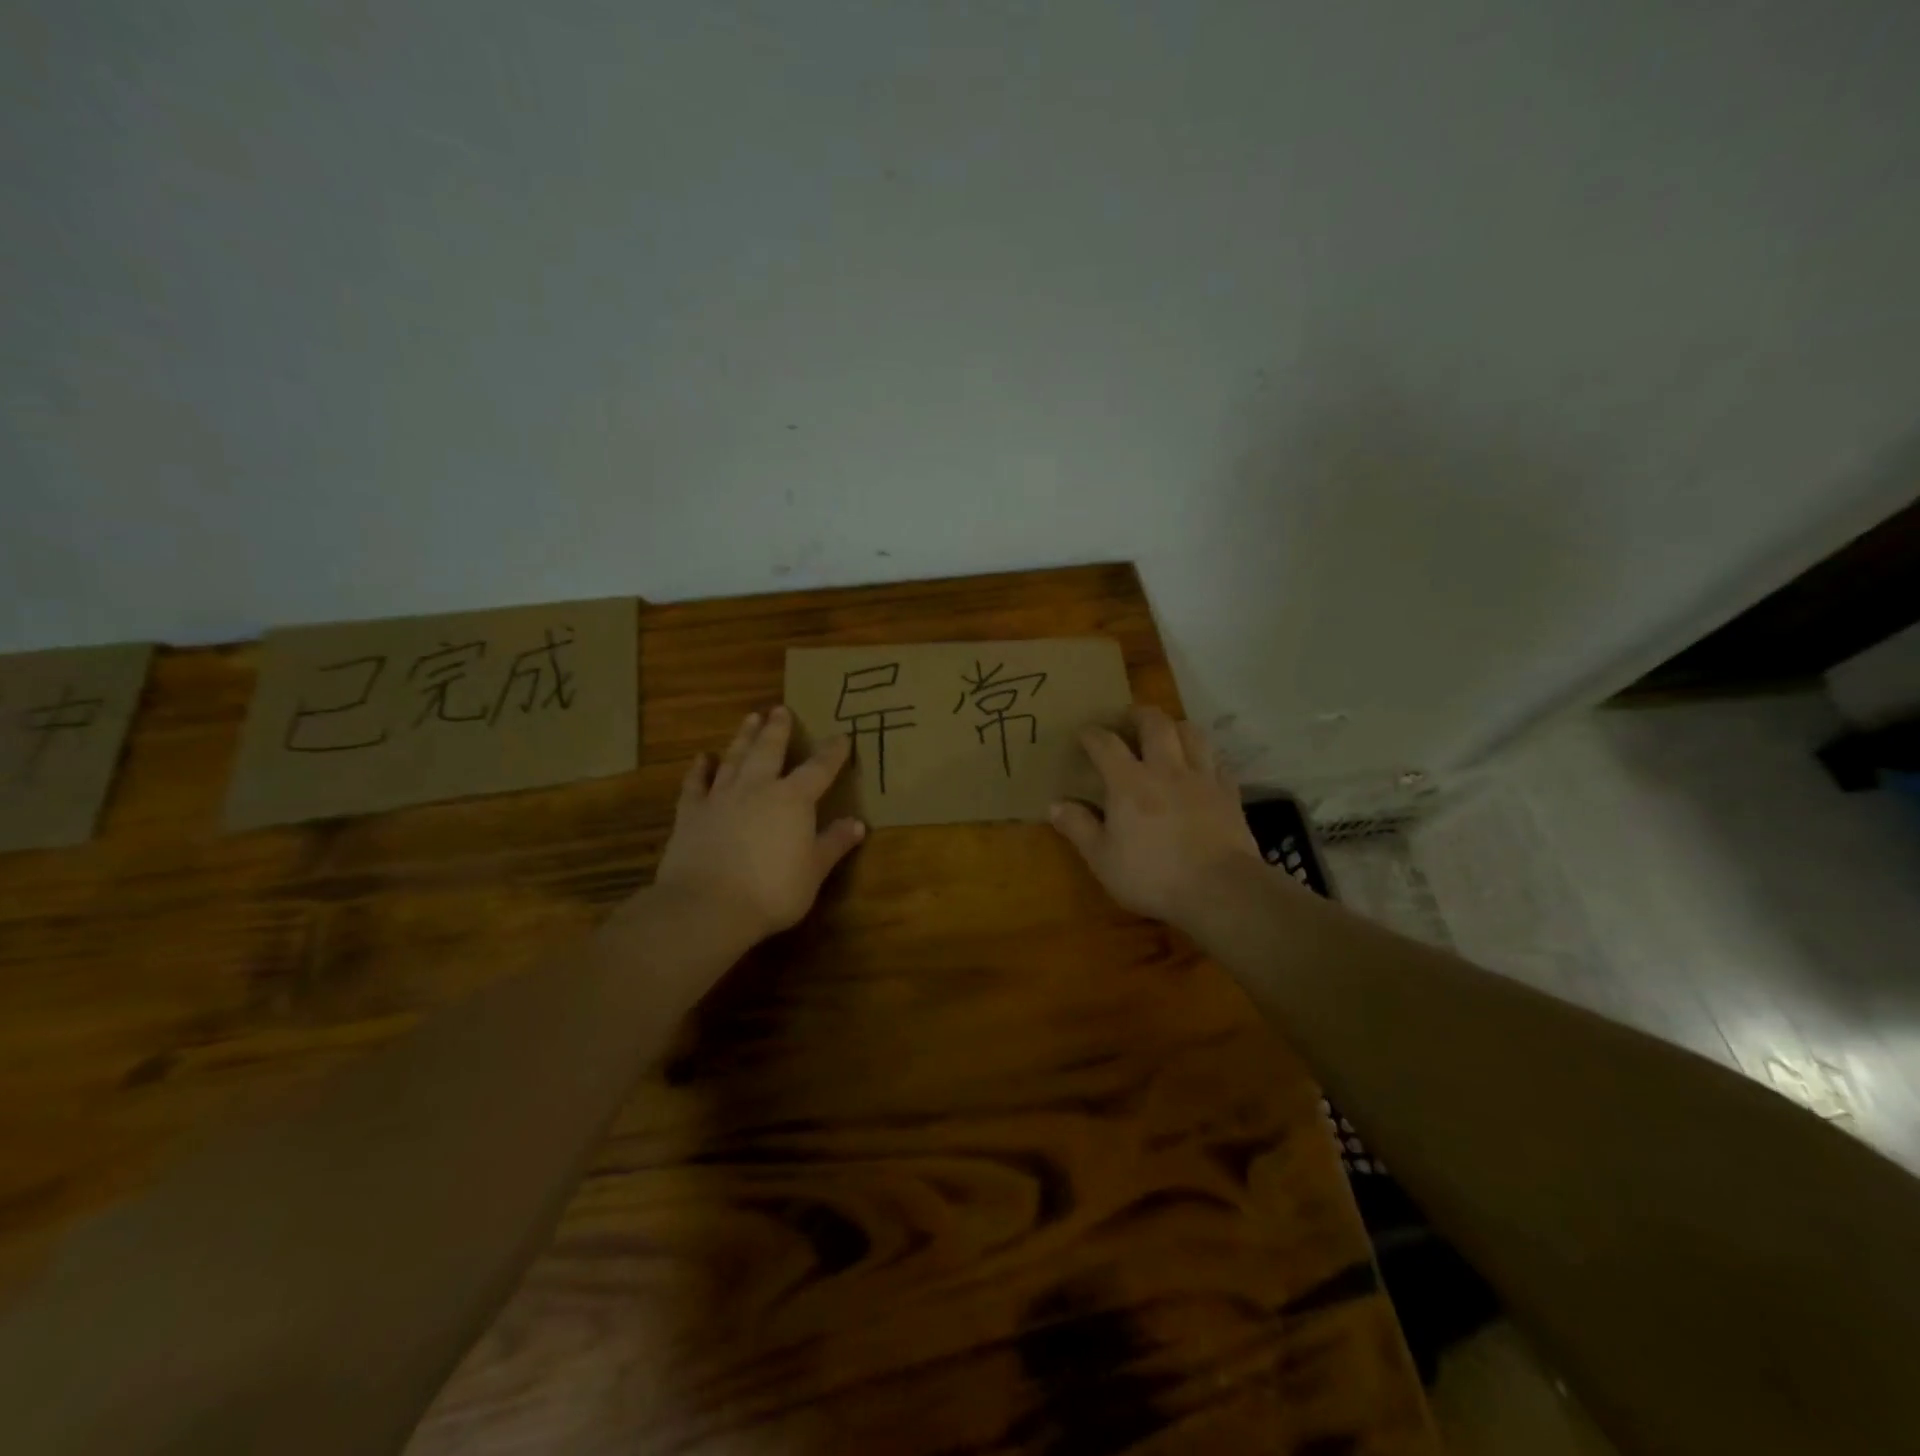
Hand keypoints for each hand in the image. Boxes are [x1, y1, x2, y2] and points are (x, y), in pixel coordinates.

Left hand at [653, 707, 865, 946]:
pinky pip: (695, 784)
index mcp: (793, 799)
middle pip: (769, 750)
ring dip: (743, 737)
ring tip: (750, 718)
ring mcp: (721, 798)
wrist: (707, 905)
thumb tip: (857, 823)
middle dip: (778, 729)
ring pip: (734, 759)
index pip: (819, 769)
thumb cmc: (772, 890)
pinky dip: (699, 770)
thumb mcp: (813, 871)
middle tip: (780, 709)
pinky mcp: (691, 814)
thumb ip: (833, 843)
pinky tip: (702, 758)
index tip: (842, 737)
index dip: (832, 753)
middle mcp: (758, 788)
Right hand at [1049, 707, 1263, 928]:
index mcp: (1129, 782)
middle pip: (1155, 723)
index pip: (1106, 743)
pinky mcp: (1229, 794)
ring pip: (1191, 733)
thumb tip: (1054, 805)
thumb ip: (1079, 828)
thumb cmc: (1152, 876)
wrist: (1220, 890)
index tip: (1083, 733)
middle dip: (1138, 715)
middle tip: (1127, 720)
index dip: (1091, 734)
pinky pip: (1217, 762)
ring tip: (1166, 734)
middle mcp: (1166, 769)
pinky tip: (1200, 767)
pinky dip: (1204, 757)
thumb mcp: (1103, 859)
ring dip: (1175, 727)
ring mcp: (1202, 778)